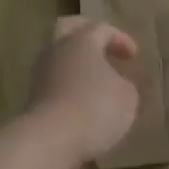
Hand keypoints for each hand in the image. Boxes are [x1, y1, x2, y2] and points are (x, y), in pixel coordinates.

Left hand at [27, 16, 140, 163]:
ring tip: (96, 79)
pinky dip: (69, 84)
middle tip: (104, 46)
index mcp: (82, 41)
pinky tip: (83, 99)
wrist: (51, 140)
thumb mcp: (127, 96)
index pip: (102, 28)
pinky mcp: (34, 97)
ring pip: (59, 56)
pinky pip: (55, 81)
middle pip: (67, 28)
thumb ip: (124, 83)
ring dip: (77, 62)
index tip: (133, 56)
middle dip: (86, 33)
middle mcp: (57, 50)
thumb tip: (115, 83)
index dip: (120, 39)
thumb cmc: (96, 108)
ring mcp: (41, 73)